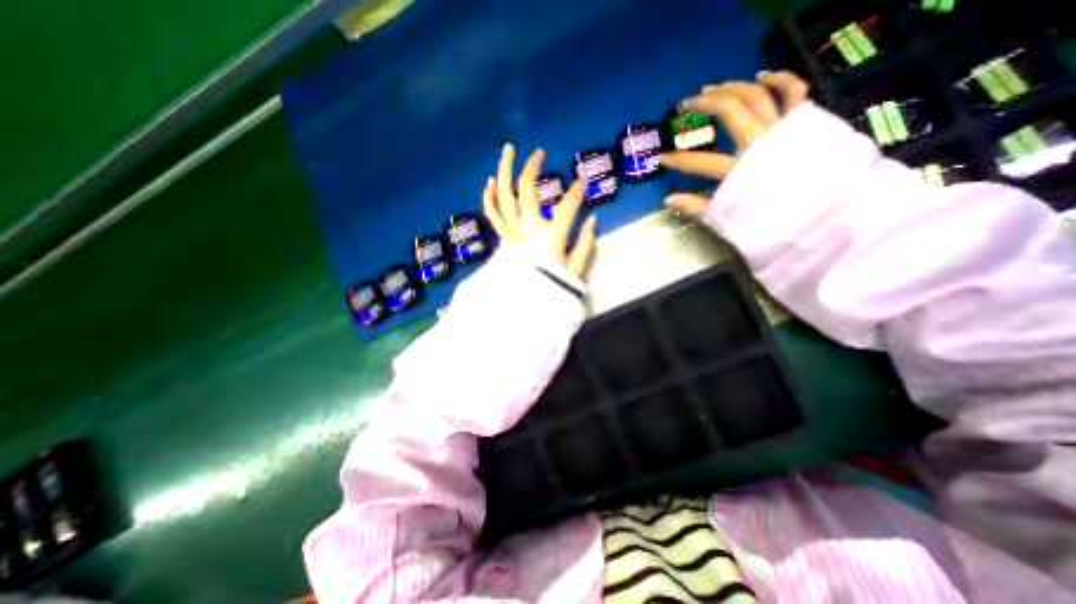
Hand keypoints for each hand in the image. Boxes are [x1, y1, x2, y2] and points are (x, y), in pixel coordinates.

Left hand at [487, 144, 602, 279]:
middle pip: (526, 190)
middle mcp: (528, 229)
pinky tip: (491, 181)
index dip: (577, 191)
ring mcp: (512, 231)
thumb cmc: (552, 287)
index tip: (584, 182)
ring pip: (503, 195)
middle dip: (532, 167)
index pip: (567, 206)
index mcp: (550, 237)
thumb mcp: (575, 270)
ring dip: (504, 170)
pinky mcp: (503, 237)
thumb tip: (592, 219)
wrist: (524, 304)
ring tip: (508, 151)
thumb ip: (585, 244)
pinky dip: (489, 196)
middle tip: (539, 153)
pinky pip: (492, 213)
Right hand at [660, 71, 811, 216]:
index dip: (678, 159)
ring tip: (713, 88)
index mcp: (740, 171)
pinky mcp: (805, 122)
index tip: (662, 159)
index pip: (699, 161)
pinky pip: (794, 91)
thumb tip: (669, 199)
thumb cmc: (773, 219)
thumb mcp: (728, 219)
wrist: (824, 213)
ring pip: (757, 94)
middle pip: (731, 110)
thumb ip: (698, 207)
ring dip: (732, 87)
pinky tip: (761, 75)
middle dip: (705, 103)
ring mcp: (784, 128)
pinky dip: (779, 79)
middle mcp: (761, 142)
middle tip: (687, 104)